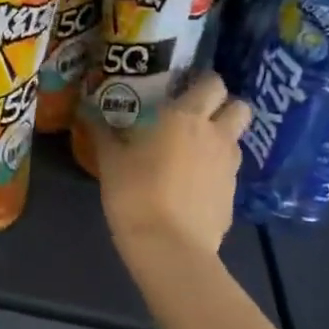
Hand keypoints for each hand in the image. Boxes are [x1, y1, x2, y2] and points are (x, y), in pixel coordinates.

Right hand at [93, 72, 250, 256]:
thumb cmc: (135, 193)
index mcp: (186, 116)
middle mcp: (216, 134)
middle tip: (197, 115)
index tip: (184, 87)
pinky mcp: (234, 195)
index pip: (213, 82)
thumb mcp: (110, 161)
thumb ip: (103, 132)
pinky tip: (193, 185)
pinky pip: (229, 171)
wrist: (169, 247)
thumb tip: (88, 112)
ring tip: (194, 150)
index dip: (202, 81)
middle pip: (240, 106)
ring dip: (222, 138)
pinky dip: (216, 170)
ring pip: (236, 139)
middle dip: (224, 106)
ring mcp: (230, 166)